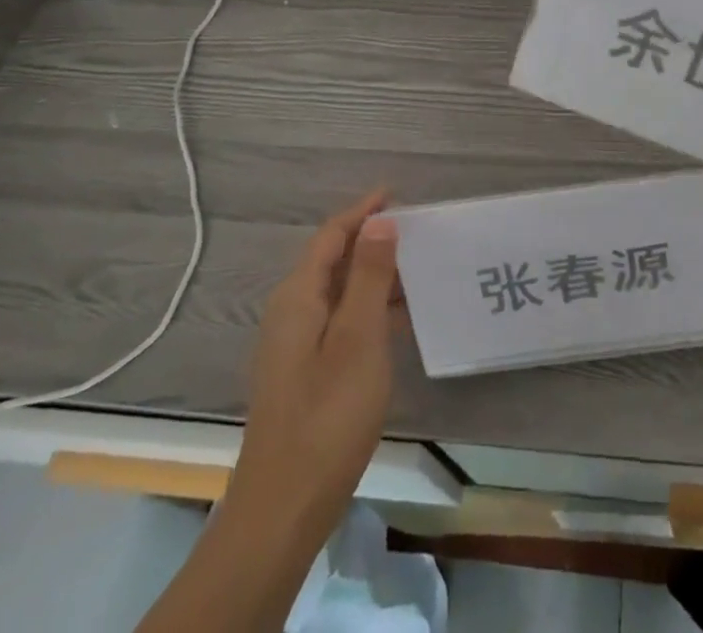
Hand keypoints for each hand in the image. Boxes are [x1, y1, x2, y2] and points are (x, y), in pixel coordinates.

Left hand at [229, 190, 402, 543]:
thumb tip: (379, 222)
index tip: (397, 194)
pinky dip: (369, 307)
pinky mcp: (306, 371)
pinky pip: (341, 319)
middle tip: (416, 230)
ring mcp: (296, 345)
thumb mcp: (358, 338)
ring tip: (418, 268)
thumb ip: (369, 276)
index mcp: (297, 297)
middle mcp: (291, 313)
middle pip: (332, 260)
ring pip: (339, 291)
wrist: (284, 507)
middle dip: (371, 239)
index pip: (331, 236)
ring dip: (374, 274)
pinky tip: (400, 318)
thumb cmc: (326, 414)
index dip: (362, 211)